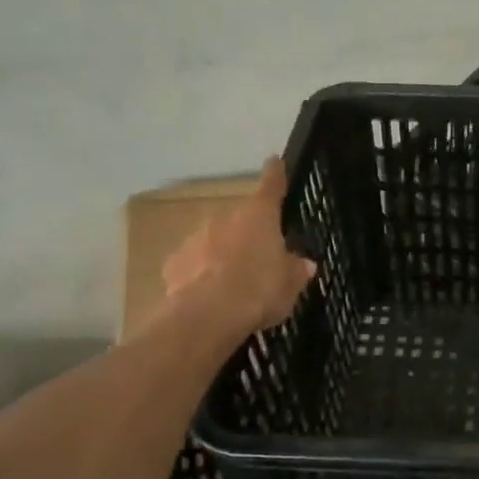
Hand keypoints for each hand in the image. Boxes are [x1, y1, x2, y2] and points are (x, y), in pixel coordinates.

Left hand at [161, 158, 316, 336]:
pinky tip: (208, 296)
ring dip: (223, 253)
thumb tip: (304, 263)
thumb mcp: (290, 285)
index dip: (275, 174)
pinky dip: (200, 273)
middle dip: (248, 234)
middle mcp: (226, 218)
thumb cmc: (259, 291)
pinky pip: (194, 263)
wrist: (206, 316)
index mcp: (259, 216)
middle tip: (259, 259)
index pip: (271, 186)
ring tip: (232, 283)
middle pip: (241, 219)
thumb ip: (296, 270)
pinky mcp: (174, 262)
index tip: (274, 161)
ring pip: (214, 240)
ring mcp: (196, 238)